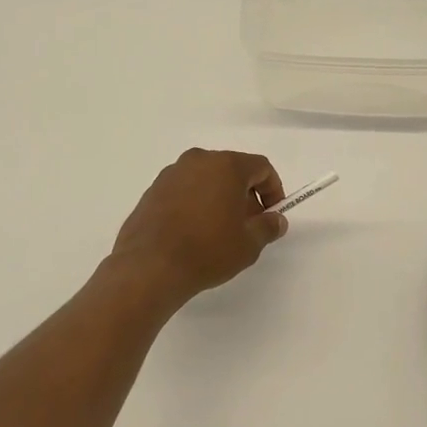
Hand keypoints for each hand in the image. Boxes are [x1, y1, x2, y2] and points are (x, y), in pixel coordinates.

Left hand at [111, 149, 287, 304]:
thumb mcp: (249, 244)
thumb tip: (276, 220)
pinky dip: (196, 203)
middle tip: (248, 225)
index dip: (272, 189)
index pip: (260, 167)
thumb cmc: (207, 250)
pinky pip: (185, 189)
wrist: (150, 266)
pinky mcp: (153, 190)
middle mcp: (198, 160)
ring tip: (220, 231)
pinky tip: (194, 232)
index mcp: (226, 165)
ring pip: (207, 179)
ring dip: (220, 198)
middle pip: (232, 170)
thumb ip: (268, 227)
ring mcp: (172, 173)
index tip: (272, 214)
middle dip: (246, 194)